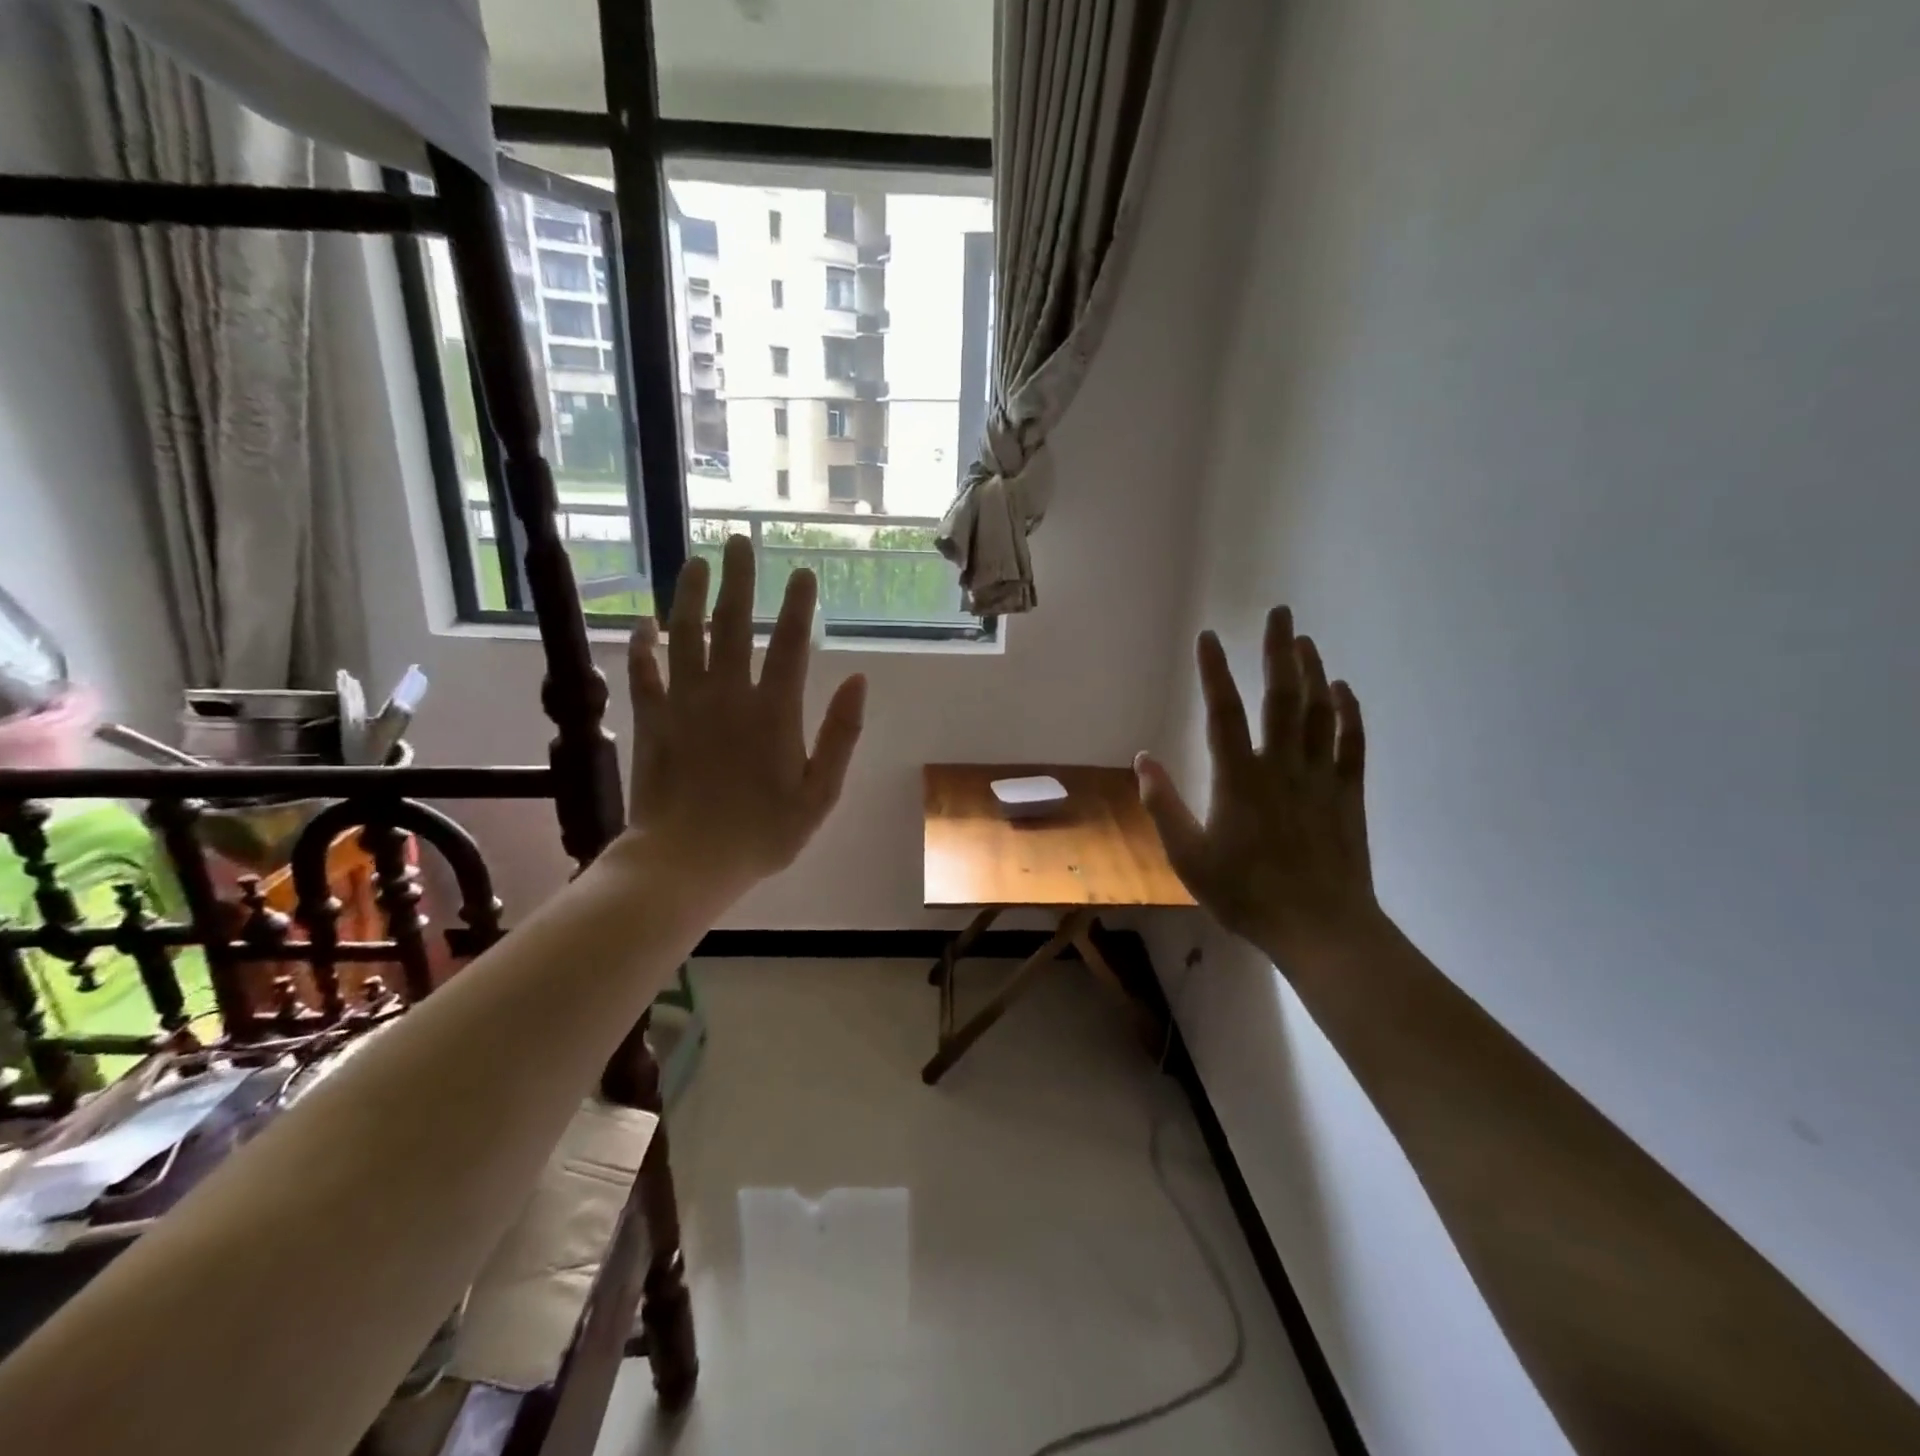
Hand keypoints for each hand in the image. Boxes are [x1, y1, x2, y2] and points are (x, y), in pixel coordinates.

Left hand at [622, 536, 866, 892]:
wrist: (685, 862)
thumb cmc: (762, 834)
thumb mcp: (820, 794)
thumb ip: (841, 735)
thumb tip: (859, 680)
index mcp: (774, 711)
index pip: (792, 644)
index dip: (799, 605)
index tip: (803, 573)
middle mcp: (728, 695)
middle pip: (735, 624)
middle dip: (740, 580)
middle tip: (740, 541)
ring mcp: (684, 704)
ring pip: (685, 636)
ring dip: (691, 596)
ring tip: (696, 562)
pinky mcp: (650, 720)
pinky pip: (643, 672)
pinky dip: (642, 646)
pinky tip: (643, 624)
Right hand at [1136, 607, 1376, 958]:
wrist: (1319, 928)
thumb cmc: (1245, 894)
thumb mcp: (1188, 856)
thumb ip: (1162, 805)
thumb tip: (1143, 759)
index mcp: (1238, 779)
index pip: (1223, 712)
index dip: (1214, 671)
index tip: (1209, 637)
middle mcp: (1281, 766)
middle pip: (1281, 696)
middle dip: (1279, 651)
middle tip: (1281, 613)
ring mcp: (1319, 777)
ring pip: (1319, 711)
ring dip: (1313, 671)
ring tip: (1305, 640)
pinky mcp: (1348, 794)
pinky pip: (1351, 743)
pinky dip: (1349, 712)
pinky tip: (1343, 689)